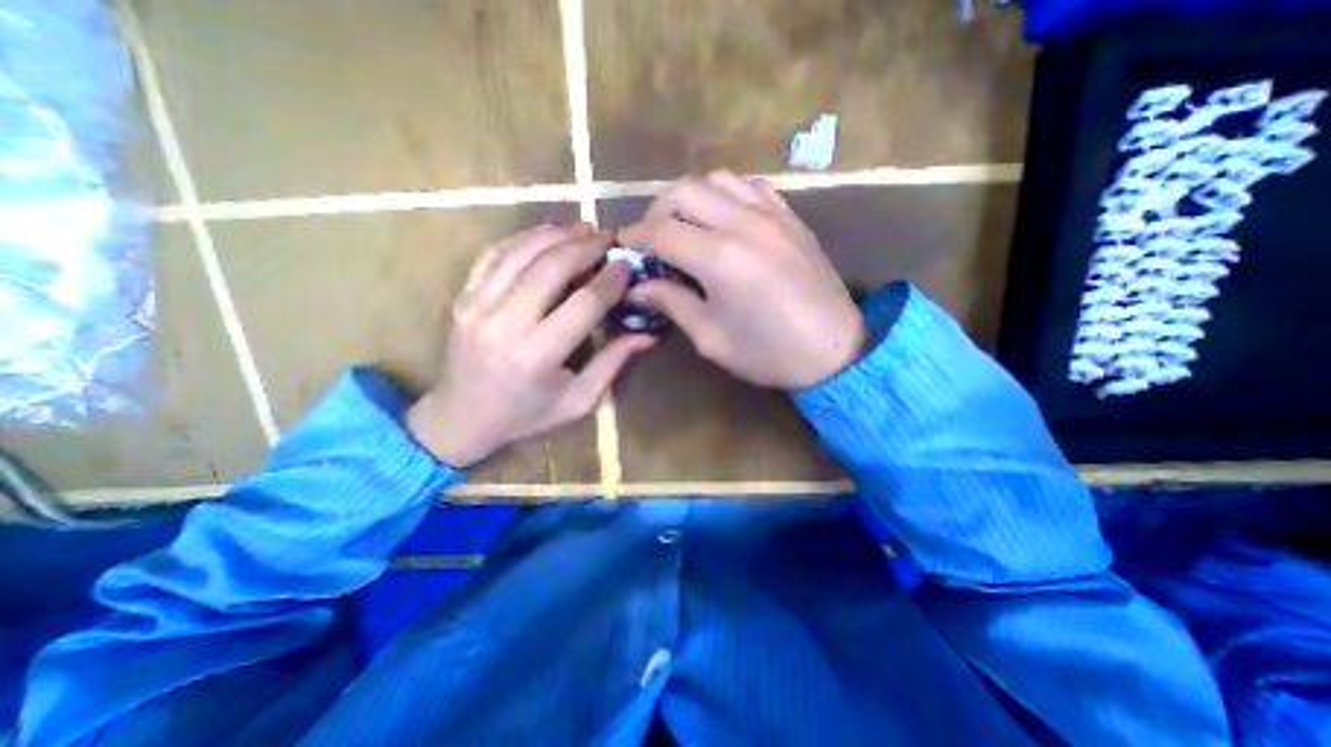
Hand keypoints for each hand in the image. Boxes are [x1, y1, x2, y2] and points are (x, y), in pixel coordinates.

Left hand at [406, 221, 652, 464]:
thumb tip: (648, 333)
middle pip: (551, 268)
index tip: (626, 266)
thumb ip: (613, 363)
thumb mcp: (579, 401)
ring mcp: (477, 305)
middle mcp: (505, 324)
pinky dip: (523, 238)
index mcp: (538, 355)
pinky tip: (546, 234)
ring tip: (583, 227)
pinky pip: (494, 254)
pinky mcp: (463, 297)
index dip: (609, 281)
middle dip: (585, 246)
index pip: (583, 303)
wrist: (461, 418)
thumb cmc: (527, 415)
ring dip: (556, 233)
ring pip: (521, 252)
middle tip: (608, 237)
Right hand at [621, 169, 864, 387]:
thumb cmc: (768, 353)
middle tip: (653, 241)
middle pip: (683, 192)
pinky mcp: (791, 217)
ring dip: (691, 199)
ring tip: (686, 227)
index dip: (635, 237)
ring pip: (716, 180)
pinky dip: (726, 195)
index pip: (661, 231)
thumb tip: (638, 288)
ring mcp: (772, 214)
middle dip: (657, 212)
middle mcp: (743, 223)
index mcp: (719, 258)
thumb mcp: (710, 337)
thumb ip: (672, 303)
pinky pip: (750, 187)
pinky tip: (724, 219)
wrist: (835, 350)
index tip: (624, 248)